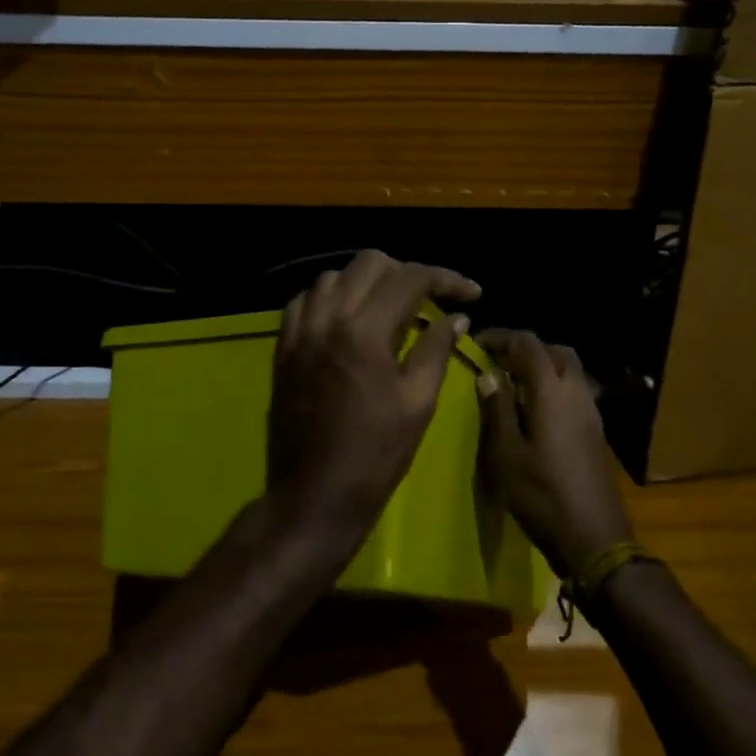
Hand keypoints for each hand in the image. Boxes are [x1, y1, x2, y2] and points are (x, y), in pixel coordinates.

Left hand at [267, 251, 481, 563]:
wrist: (315, 493)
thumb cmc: (375, 455)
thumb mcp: (418, 403)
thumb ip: (436, 349)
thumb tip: (457, 317)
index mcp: (365, 331)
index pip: (410, 278)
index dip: (446, 279)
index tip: (471, 294)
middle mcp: (327, 317)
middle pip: (369, 262)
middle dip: (406, 273)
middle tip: (429, 300)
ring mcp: (299, 330)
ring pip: (333, 276)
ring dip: (366, 282)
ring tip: (389, 308)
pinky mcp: (283, 346)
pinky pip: (305, 300)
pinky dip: (331, 298)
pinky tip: (348, 320)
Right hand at [476, 329, 636, 578]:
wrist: (595, 540)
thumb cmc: (543, 496)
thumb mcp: (507, 455)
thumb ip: (497, 410)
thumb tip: (488, 375)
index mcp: (552, 392)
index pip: (528, 344)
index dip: (501, 337)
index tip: (477, 345)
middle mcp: (576, 394)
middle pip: (555, 352)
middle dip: (525, 349)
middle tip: (497, 364)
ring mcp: (591, 414)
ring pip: (569, 372)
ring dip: (541, 369)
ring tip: (511, 388)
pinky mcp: (596, 433)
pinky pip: (574, 393)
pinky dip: (553, 389)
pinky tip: (533, 414)